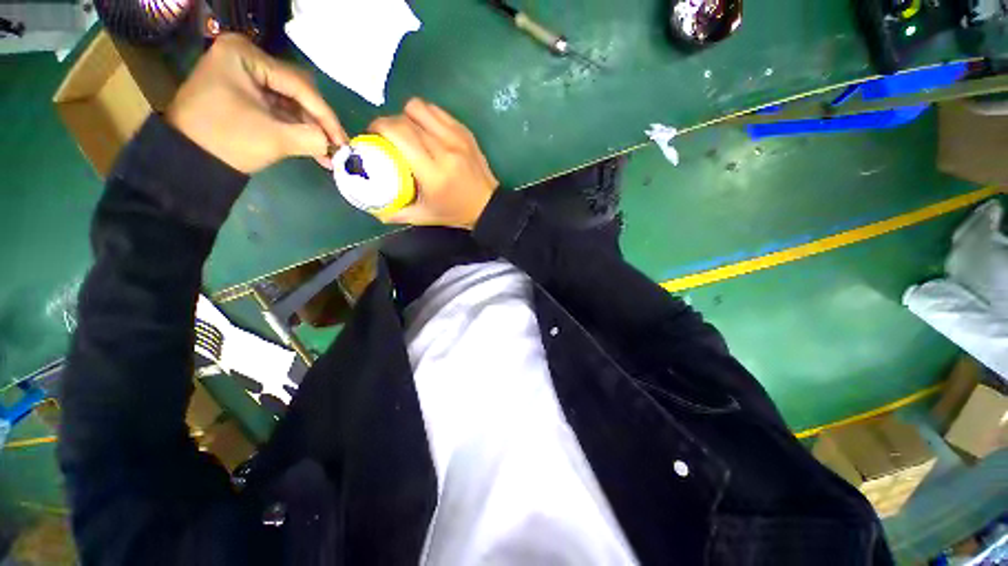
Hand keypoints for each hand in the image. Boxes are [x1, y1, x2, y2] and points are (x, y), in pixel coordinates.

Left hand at [165, 34, 346, 173]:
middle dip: (319, 122)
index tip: (344, 142)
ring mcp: (245, 77)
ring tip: (328, 154)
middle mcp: (246, 59)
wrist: (186, 161)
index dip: (326, 116)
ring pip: (292, 103)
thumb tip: (334, 145)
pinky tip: (315, 149)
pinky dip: (298, 129)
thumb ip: (312, 138)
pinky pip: (281, 110)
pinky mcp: (246, 95)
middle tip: (336, 147)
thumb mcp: (273, 138)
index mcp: (245, 55)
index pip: (299, 85)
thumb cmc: (225, 141)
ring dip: (311, 129)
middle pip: (297, 91)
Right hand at [369, 99, 498, 228]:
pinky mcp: (465, 132)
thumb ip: (397, 213)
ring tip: (406, 131)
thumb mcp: (424, 217)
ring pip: (420, 108)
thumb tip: (373, 209)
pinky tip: (424, 130)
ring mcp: (457, 138)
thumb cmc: (455, 212)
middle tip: (386, 137)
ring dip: (406, 115)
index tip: (372, 135)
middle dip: (388, 123)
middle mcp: (445, 150)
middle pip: (406, 119)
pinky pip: (437, 111)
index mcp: (433, 172)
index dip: (379, 127)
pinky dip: (425, 116)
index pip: (399, 134)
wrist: (488, 205)